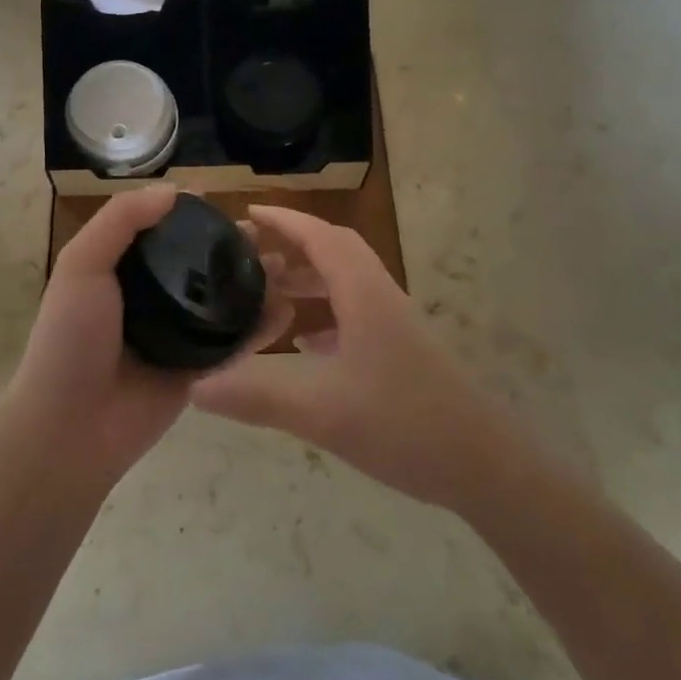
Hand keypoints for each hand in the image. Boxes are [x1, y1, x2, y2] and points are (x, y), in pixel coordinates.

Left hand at [6, 187, 292, 486]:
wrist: (71, 427)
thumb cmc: (71, 338)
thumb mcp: (82, 265)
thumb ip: (121, 220)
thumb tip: (174, 190)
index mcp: (123, 270)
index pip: (164, 232)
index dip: (193, 216)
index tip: (223, 203)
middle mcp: (153, 298)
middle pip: (201, 264)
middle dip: (233, 247)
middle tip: (265, 236)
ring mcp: (177, 335)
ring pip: (224, 301)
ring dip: (254, 282)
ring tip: (286, 266)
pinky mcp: (197, 369)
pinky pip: (235, 343)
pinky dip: (260, 328)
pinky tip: (286, 312)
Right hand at [190, 205, 516, 511]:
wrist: (486, 465)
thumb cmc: (404, 424)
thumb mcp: (321, 411)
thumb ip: (256, 395)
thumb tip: (195, 386)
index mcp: (362, 292)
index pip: (319, 236)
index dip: (283, 220)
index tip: (246, 214)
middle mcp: (379, 296)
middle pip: (333, 251)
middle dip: (290, 245)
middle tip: (247, 256)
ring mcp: (394, 323)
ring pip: (345, 282)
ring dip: (307, 279)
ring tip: (266, 293)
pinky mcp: (401, 350)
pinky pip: (355, 312)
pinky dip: (324, 313)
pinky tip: (303, 342)